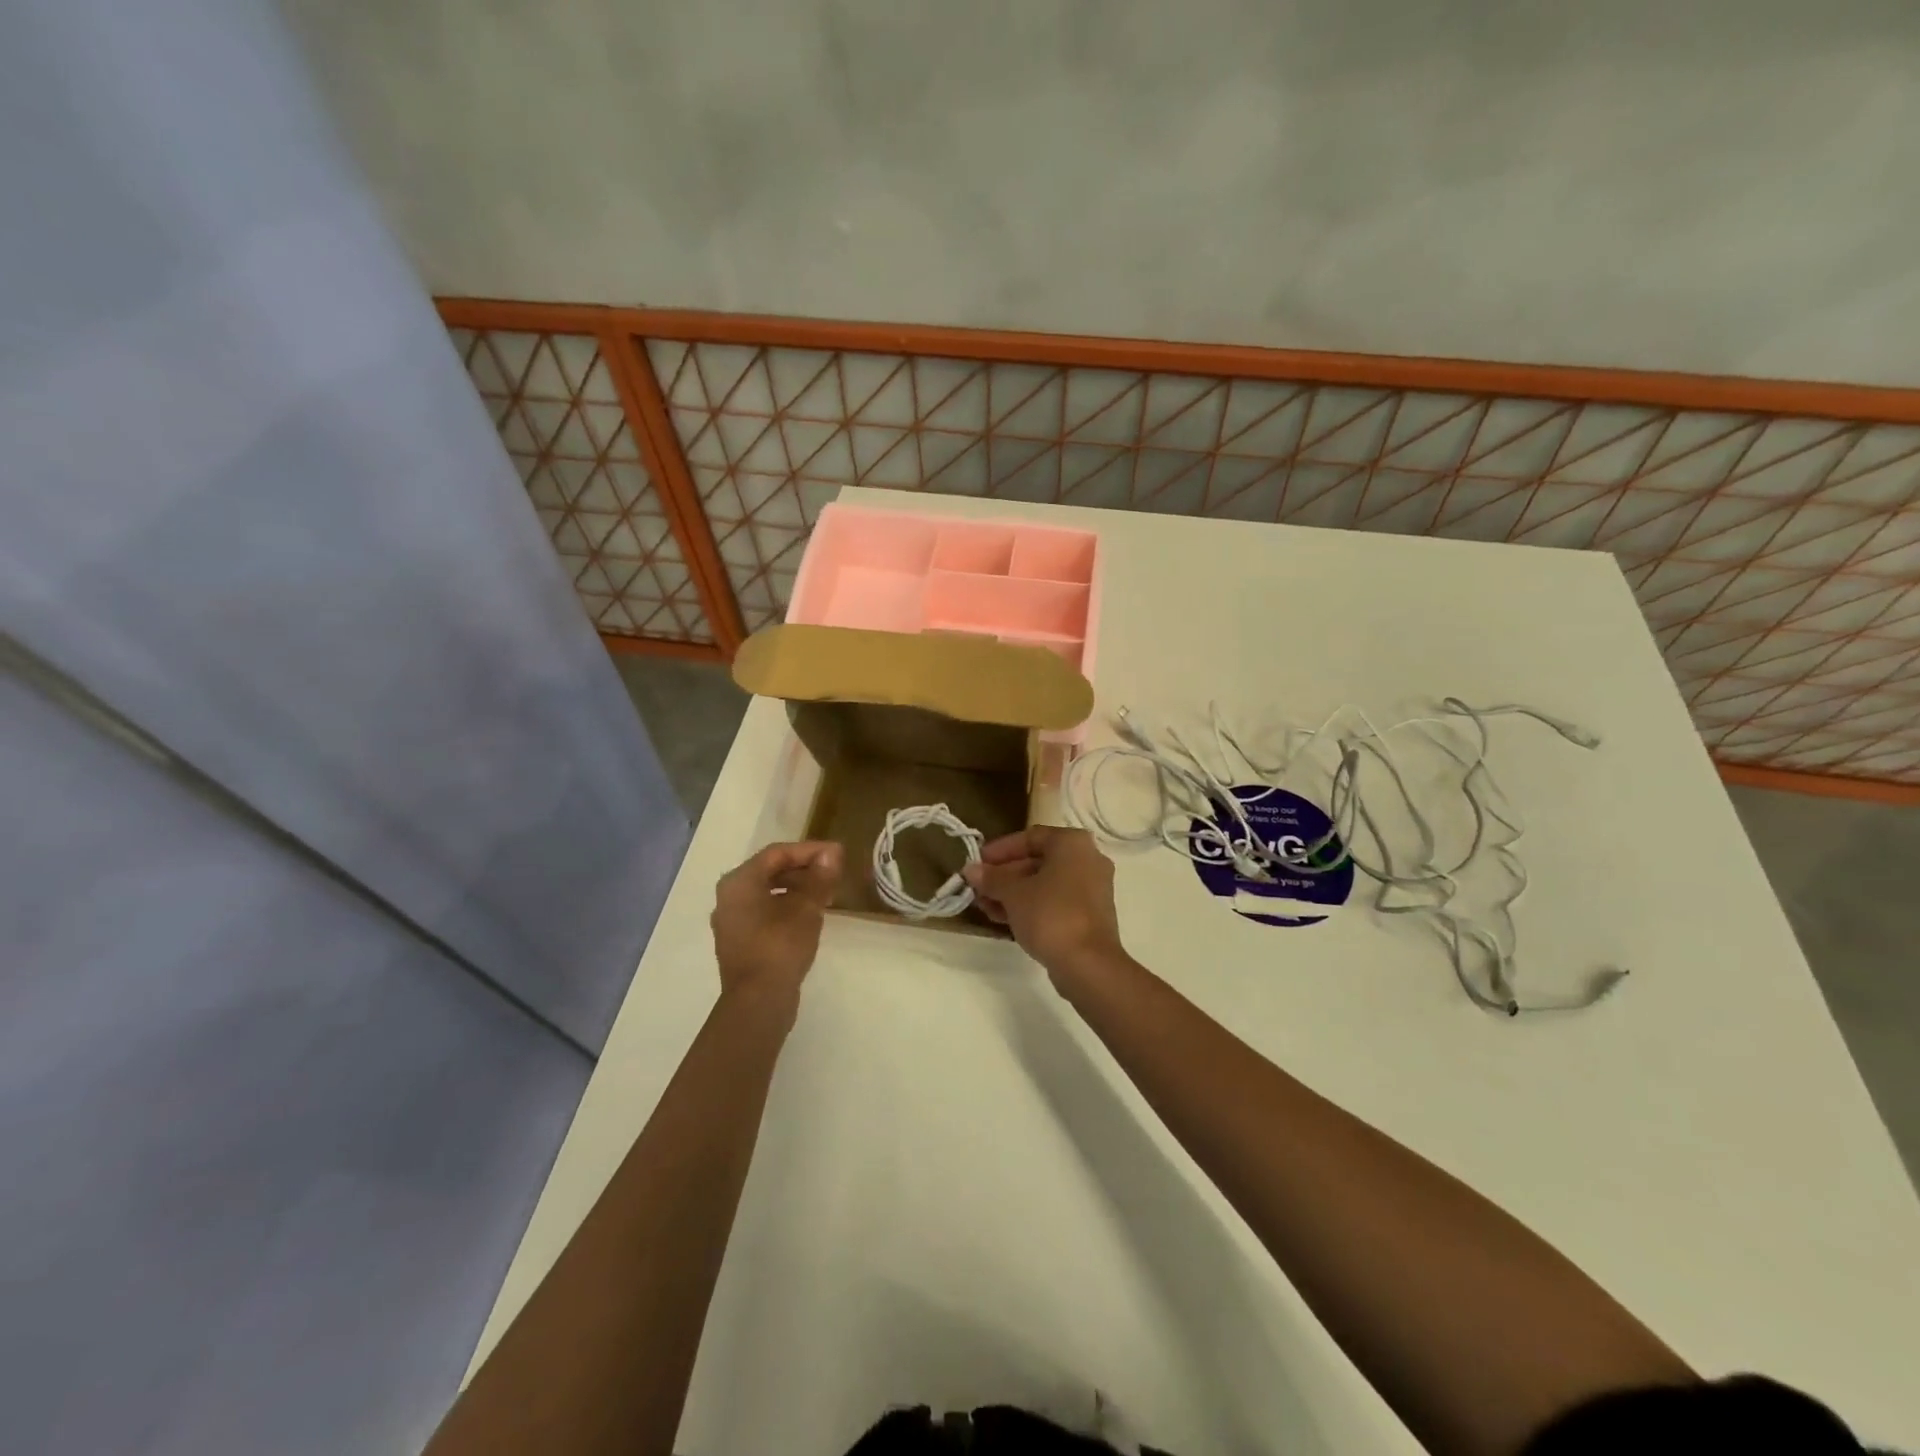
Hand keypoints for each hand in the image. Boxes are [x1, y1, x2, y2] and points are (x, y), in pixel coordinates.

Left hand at [711, 841, 842, 1006]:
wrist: (758, 1002)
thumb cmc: (780, 946)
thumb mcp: (806, 908)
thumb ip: (819, 878)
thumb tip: (831, 854)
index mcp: (739, 882)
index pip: (777, 854)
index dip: (809, 850)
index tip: (837, 854)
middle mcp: (729, 897)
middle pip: (770, 871)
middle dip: (804, 869)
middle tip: (833, 873)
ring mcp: (732, 921)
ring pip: (767, 893)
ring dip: (797, 888)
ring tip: (826, 893)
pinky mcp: (739, 942)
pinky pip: (764, 912)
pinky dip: (786, 907)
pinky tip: (809, 915)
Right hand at [962, 826, 1127, 989]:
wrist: (1088, 964)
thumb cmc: (1050, 915)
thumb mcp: (1013, 893)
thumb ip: (991, 878)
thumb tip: (970, 870)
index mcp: (1072, 843)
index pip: (1030, 837)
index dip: (1000, 849)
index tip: (977, 862)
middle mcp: (1088, 859)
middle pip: (1037, 861)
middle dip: (1004, 875)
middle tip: (978, 888)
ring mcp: (1092, 888)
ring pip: (1045, 883)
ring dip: (1013, 893)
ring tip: (984, 907)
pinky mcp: (1090, 914)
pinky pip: (1055, 901)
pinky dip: (1031, 905)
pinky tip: (1004, 919)